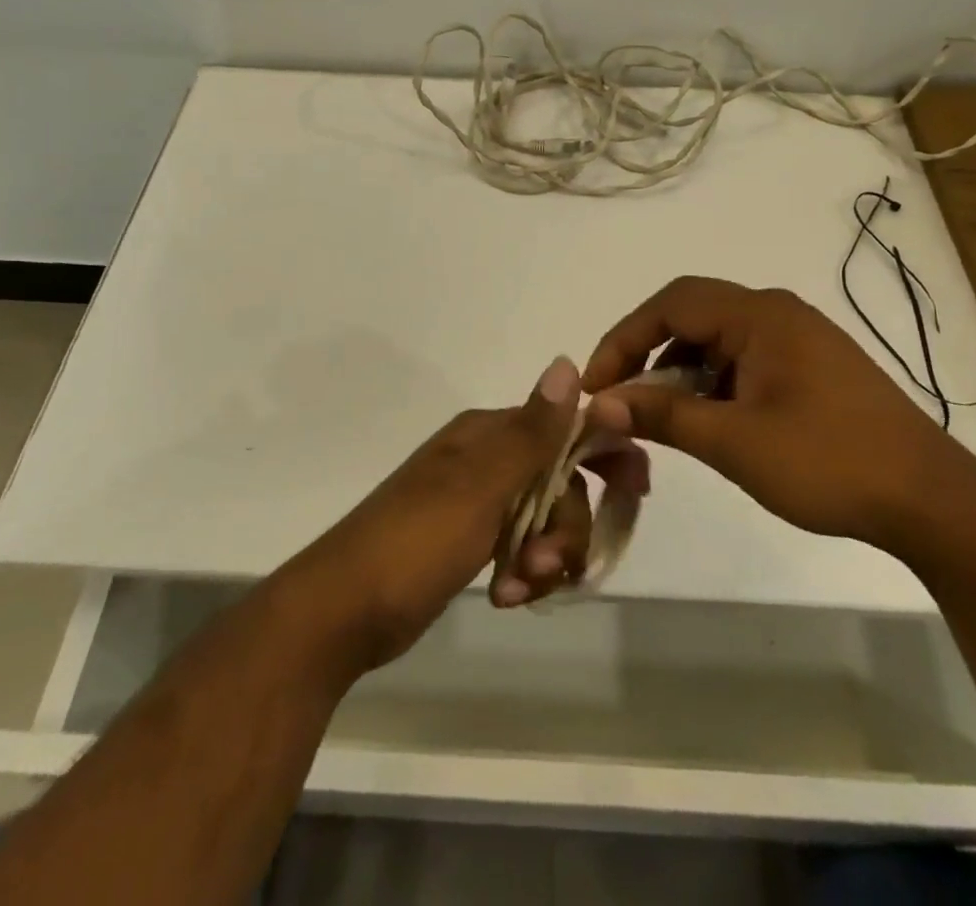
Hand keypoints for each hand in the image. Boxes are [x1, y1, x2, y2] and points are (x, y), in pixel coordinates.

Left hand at [292, 355, 640, 671]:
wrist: (341, 612)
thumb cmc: (414, 542)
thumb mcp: (481, 487)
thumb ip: (532, 432)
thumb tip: (569, 362)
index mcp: (487, 435)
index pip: (565, 430)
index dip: (603, 456)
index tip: (634, 493)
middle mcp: (485, 459)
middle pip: (560, 482)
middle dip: (568, 525)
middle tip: (553, 565)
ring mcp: (475, 502)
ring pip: (544, 520)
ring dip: (546, 557)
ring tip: (520, 589)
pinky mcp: (468, 541)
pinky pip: (520, 548)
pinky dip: (523, 573)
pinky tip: (505, 598)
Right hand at [582, 276, 960, 547]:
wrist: (931, 501)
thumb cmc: (830, 462)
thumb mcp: (735, 442)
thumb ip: (663, 416)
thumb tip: (599, 406)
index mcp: (760, 315)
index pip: (671, 303)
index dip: (624, 338)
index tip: (595, 385)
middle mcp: (777, 312)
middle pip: (691, 314)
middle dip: (646, 352)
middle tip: (618, 397)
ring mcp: (798, 338)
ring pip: (716, 339)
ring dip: (678, 371)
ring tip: (659, 416)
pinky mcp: (810, 366)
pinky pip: (743, 359)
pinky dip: (711, 383)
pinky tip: (706, 420)